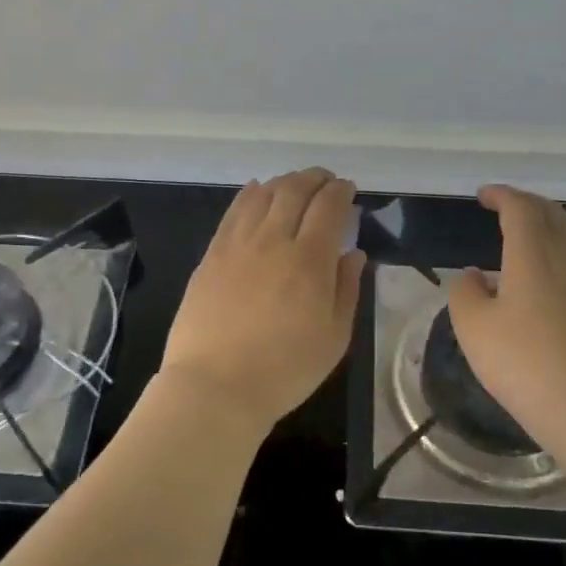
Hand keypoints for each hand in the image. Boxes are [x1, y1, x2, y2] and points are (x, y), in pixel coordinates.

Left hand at [158, 168, 366, 435]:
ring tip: (295, 184)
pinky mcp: (212, 254)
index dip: (341, 191)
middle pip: (295, 190)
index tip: (348, 190)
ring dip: (284, 182)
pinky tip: (257, 192)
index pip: (329, 206)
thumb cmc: (285, 369)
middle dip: (315, 178)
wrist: (215, 386)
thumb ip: (346, 289)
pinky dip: (251, 194)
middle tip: (325, 181)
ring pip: (263, 194)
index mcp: (309, 260)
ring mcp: (238, 244)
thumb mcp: (334, 337)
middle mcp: (273, 240)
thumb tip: (353, 253)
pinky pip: (234, 211)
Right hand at [446, 185, 565, 455]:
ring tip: (522, 236)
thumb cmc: (526, 362)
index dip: (501, 195)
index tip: (482, 195)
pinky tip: (542, 277)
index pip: (520, 208)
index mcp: (533, 252)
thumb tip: (475, 276)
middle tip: (503, 206)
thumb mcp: (474, 328)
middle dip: (526, 204)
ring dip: (545, 227)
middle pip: (551, 214)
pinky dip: (556, 252)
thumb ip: (466, 293)